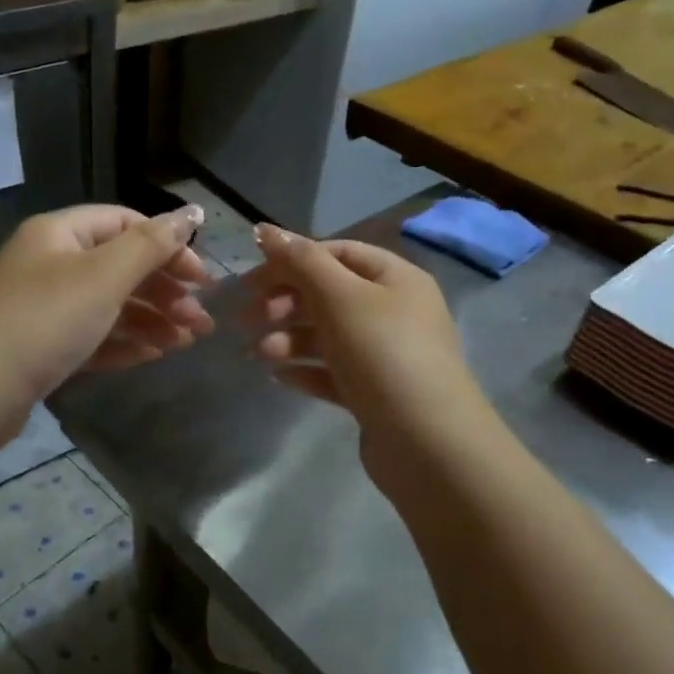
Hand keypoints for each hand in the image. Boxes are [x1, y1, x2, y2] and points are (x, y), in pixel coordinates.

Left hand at [0, 203, 214, 407]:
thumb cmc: (44, 320)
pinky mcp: (42, 348)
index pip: (126, 224)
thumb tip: (194, 211)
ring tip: (187, 342)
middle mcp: (51, 264)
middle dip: (165, 291)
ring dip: (152, 320)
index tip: (203, 279)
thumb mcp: (104, 276)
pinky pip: (92, 336)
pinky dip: (124, 342)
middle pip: (120, 267)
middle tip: (202, 321)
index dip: (169, 246)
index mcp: (60, 233)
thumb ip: (152, 244)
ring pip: (109, 305)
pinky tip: (154, 355)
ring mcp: (44, 308)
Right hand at [245, 224, 480, 439]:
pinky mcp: (376, 394)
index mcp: (396, 278)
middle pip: (328, 294)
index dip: (292, 261)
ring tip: (257, 354)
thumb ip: (300, 261)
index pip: (336, 253)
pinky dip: (306, 369)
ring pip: (327, 335)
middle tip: (246, 319)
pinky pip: (334, 372)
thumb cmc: (383, 354)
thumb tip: (265, 229)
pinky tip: (279, 377)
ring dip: (288, 338)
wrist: (428, 444)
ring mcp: (386, 355)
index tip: (252, 281)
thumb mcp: (340, 297)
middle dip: (284, 303)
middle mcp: (395, 311)